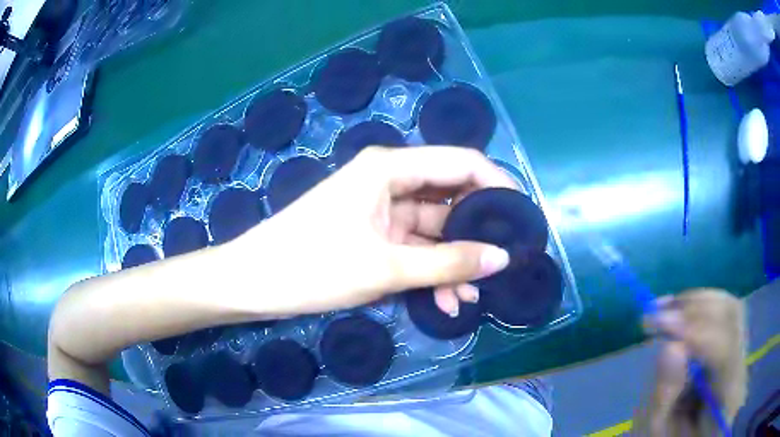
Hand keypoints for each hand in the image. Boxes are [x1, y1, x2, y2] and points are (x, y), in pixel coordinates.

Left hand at [231, 146, 516, 316]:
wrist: (254, 282)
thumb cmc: (311, 265)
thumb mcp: (385, 266)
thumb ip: (447, 263)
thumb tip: (501, 258)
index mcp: (390, 168)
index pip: (461, 162)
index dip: (497, 185)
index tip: (521, 219)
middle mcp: (389, 181)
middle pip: (450, 198)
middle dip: (476, 234)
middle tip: (502, 265)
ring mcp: (380, 210)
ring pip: (434, 230)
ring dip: (453, 263)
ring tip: (471, 297)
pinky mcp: (372, 235)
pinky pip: (414, 248)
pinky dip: (430, 272)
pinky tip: (445, 302)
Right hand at [639, 289, 746, 435]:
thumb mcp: (657, 433)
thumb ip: (664, 398)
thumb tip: (671, 347)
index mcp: (727, 401)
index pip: (725, 351)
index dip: (697, 333)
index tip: (661, 324)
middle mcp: (741, 370)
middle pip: (732, 317)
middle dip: (695, 310)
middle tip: (658, 316)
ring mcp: (741, 356)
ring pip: (729, 308)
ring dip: (696, 303)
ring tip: (664, 311)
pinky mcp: (734, 346)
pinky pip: (723, 313)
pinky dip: (699, 305)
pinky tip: (676, 309)